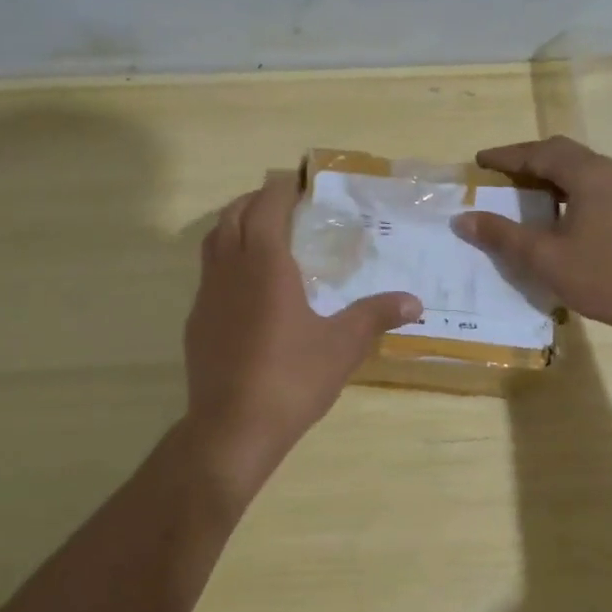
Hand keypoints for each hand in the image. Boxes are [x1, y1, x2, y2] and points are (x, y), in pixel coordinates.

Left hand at [183, 173, 420, 491]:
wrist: (232, 428)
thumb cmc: (291, 378)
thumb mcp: (343, 345)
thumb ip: (376, 315)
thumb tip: (415, 302)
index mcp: (265, 263)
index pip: (267, 206)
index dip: (281, 189)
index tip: (299, 183)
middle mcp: (230, 268)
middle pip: (234, 215)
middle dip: (256, 201)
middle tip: (283, 204)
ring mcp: (207, 294)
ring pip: (214, 241)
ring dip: (235, 225)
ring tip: (262, 234)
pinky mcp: (196, 321)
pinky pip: (209, 273)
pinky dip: (225, 260)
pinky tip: (246, 287)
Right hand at [452, 135, 611, 340]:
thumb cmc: (605, 277)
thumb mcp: (545, 258)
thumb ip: (502, 235)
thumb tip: (462, 219)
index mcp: (590, 174)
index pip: (539, 153)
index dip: (506, 156)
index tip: (479, 161)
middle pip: (562, 153)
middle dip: (528, 160)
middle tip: (499, 174)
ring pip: (582, 169)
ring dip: (550, 175)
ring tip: (524, 192)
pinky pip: (596, 185)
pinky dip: (569, 189)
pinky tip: (559, 214)